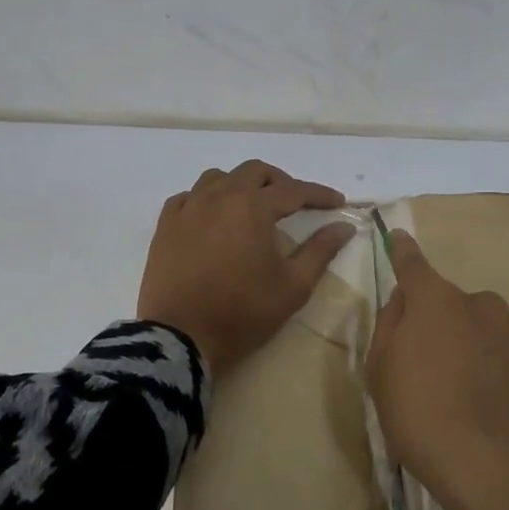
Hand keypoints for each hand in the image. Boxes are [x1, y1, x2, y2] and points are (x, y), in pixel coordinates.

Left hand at [137, 161, 355, 376]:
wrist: (181, 337)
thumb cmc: (243, 312)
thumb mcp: (293, 286)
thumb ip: (320, 251)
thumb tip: (343, 227)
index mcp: (253, 207)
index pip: (294, 190)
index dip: (319, 194)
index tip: (338, 203)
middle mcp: (220, 196)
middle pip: (255, 172)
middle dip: (280, 182)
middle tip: (295, 203)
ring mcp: (188, 208)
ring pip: (218, 178)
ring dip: (241, 185)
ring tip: (252, 207)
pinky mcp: (165, 226)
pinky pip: (188, 197)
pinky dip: (206, 199)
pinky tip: (212, 217)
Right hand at [366, 230, 508, 509]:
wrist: (489, 465)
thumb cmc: (420, 415)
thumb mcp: (380, 371)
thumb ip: (391, 324)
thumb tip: (404, 299)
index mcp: (435, 301)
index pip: (413, 265)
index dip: (404, 252)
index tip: (400, 238)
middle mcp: (481, 303)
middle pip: (455, 306)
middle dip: (446, 326)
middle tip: (438, 370)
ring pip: (491, 329)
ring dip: (480, 347)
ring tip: (475, 395)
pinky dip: (508, 369)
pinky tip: (502, 404)